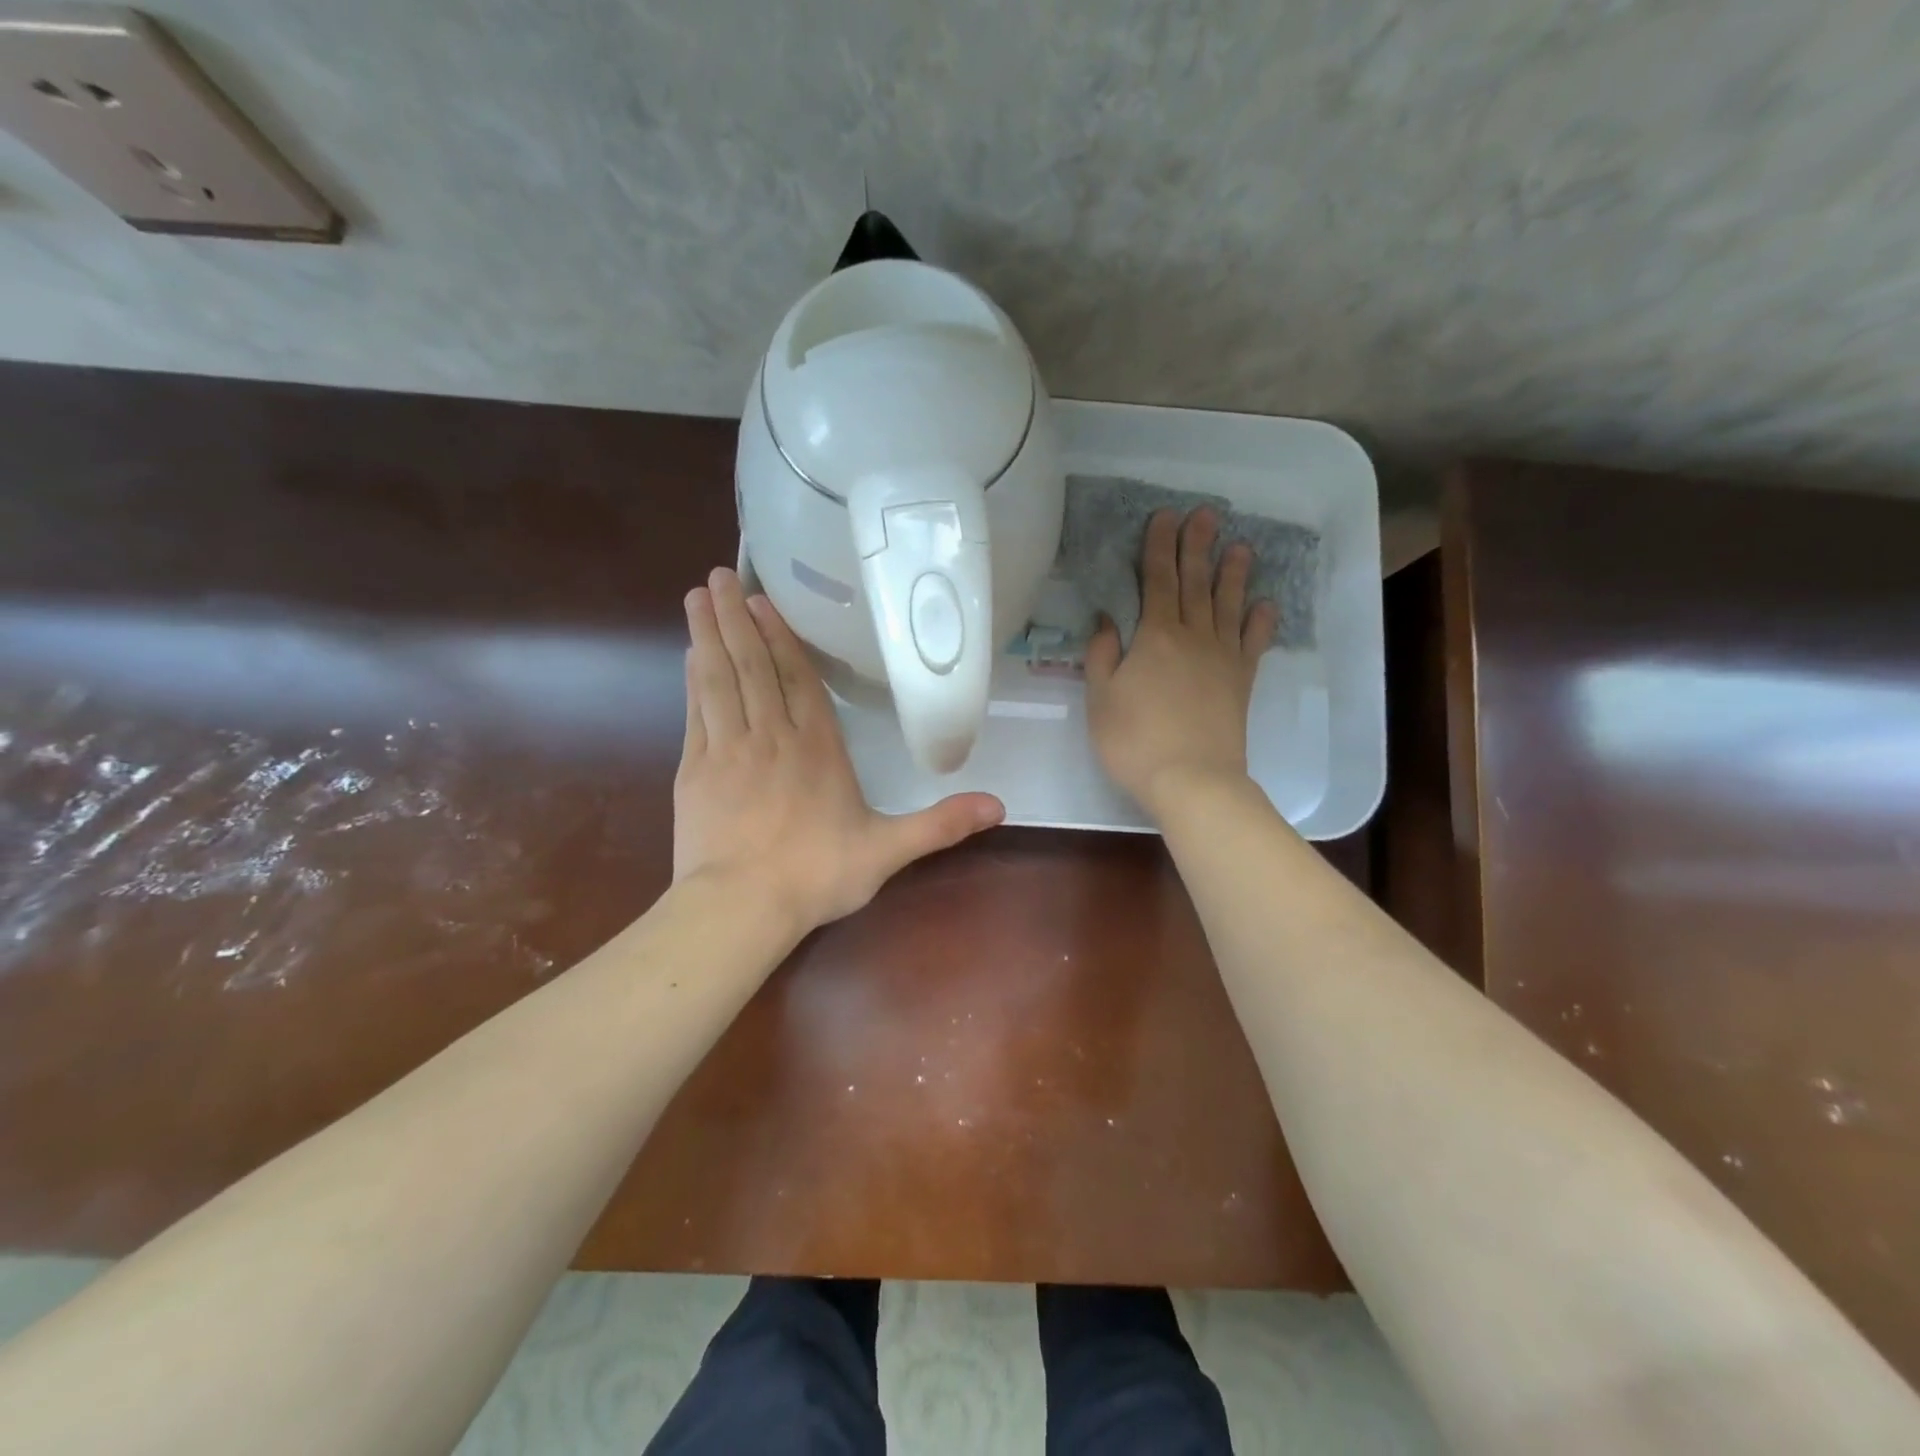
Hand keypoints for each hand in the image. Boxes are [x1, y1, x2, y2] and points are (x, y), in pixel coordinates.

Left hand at [673, 568, 1004, 931]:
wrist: (740, 907)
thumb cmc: (816, 875)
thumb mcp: (888, 850)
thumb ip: (940, 824)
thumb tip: (999, 806)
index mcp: (817, 748)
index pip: (799, 680)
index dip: (783, 638)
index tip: (764, 600)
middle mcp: (772, 736)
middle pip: (754, 666)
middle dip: (739, 618)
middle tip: (720, 574)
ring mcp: (728, 749)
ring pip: (720, 679)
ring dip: (710, 635)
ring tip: (699, 596)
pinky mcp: (695, 770)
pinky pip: (696, 712)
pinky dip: (694, 680)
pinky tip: (690, 655)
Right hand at [1085, 508, 1278, 815]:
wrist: (1193, 780)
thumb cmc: (1135, 741)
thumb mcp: (1100, 698)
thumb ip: (1101, 655)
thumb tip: (1107, 619)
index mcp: (1154, 636)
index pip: (1157, 580)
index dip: (1159, 546)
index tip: (1165, 516)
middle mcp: (1193, 637)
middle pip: (1196, 583)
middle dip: (1198, 546)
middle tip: (1206, 514)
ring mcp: (1222, 658)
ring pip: (1228, 605)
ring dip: (1233, 573)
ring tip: (1240, 546)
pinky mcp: (1241, 682)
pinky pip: (1253, 643)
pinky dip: (1260, 621)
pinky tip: (1265, 603)